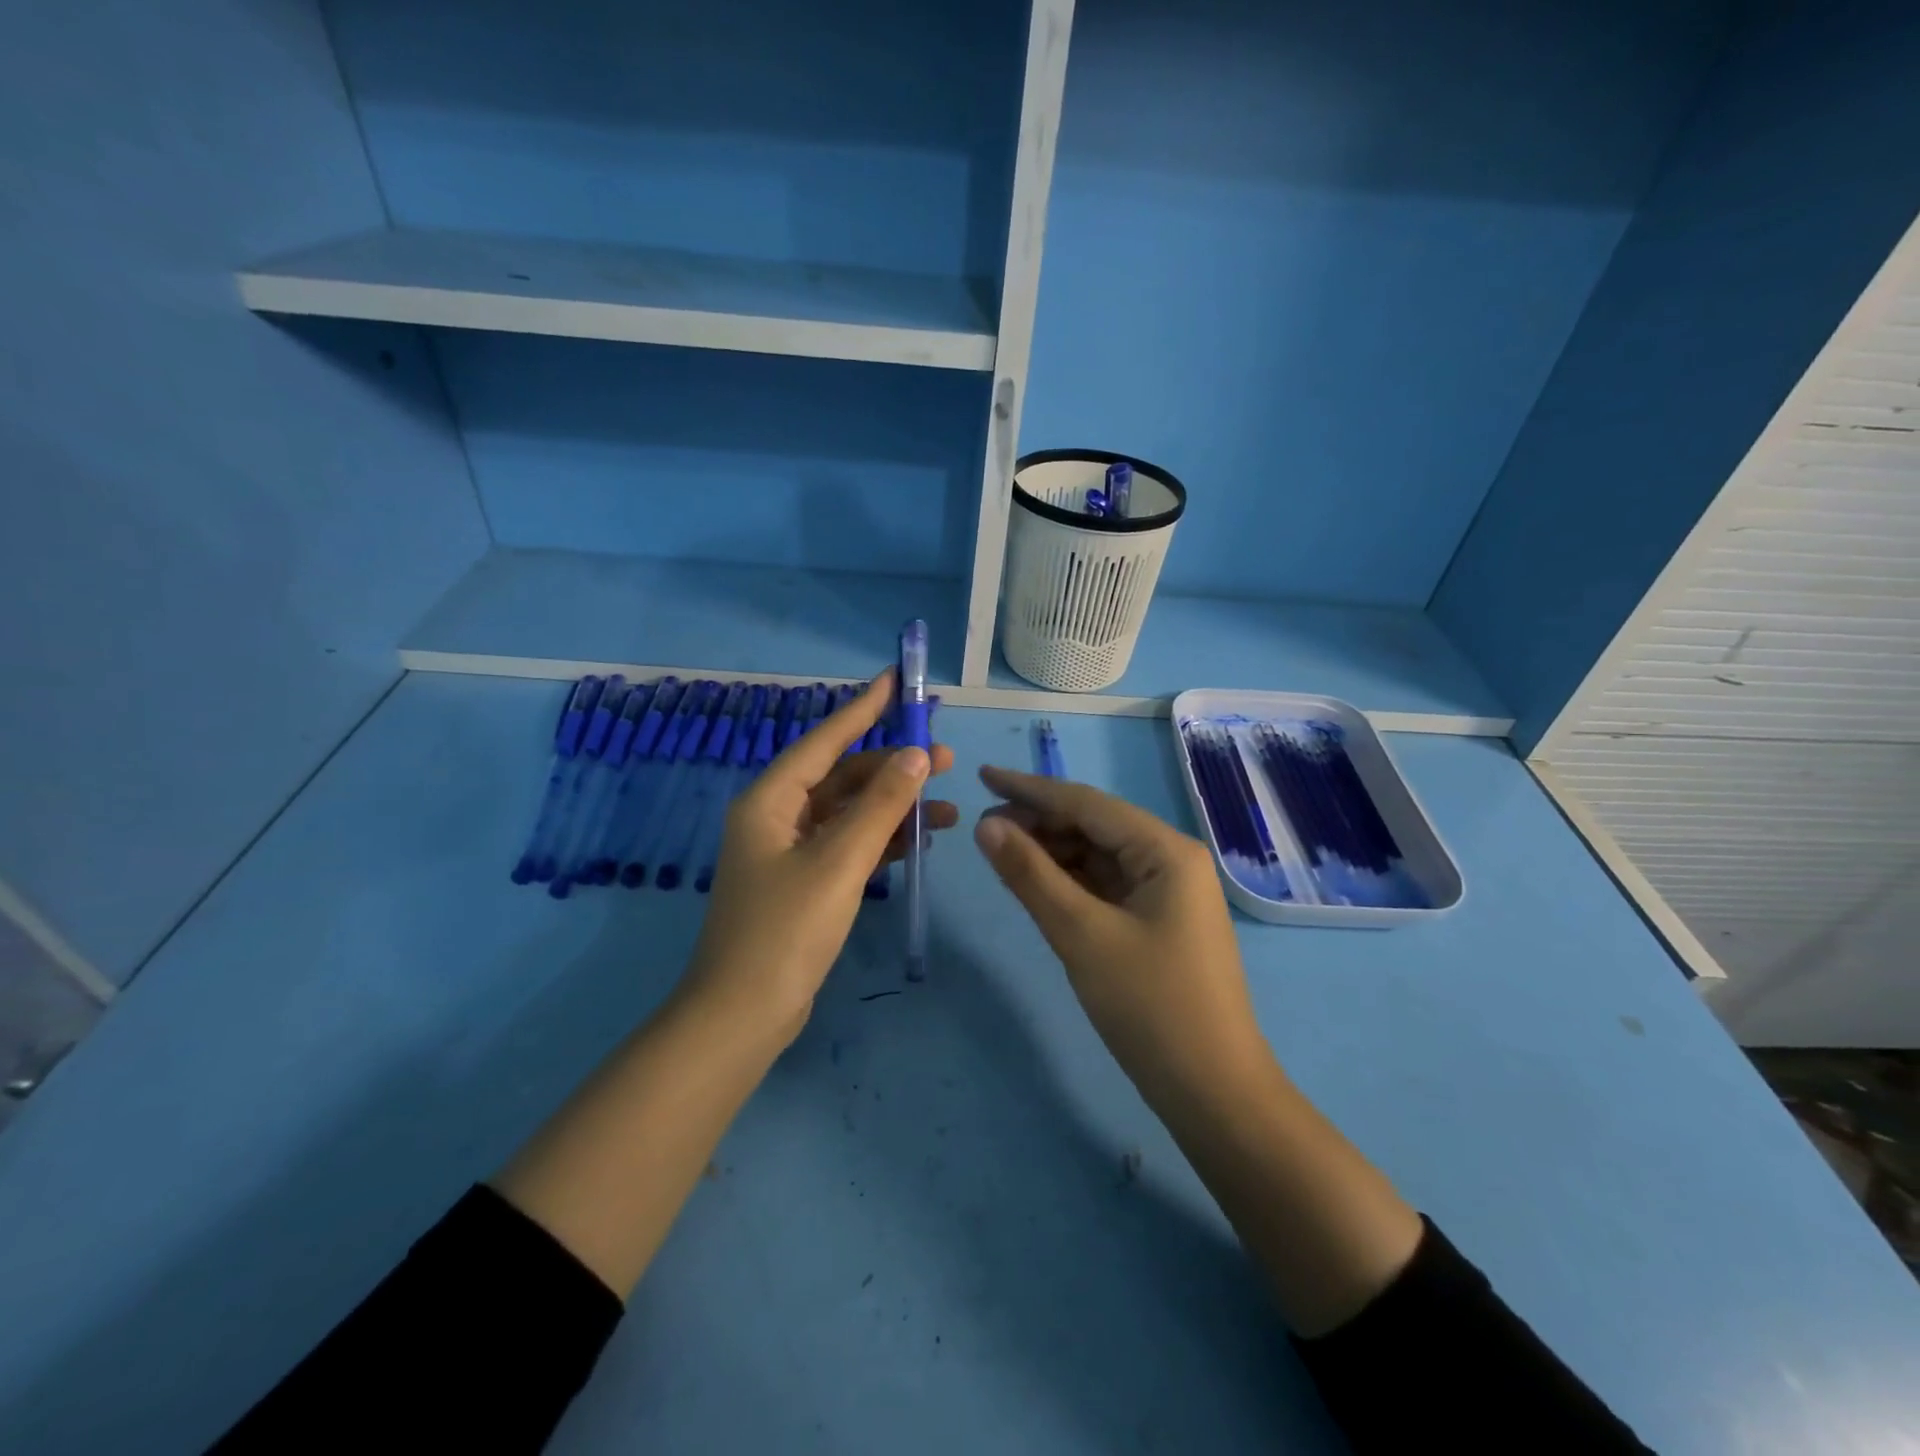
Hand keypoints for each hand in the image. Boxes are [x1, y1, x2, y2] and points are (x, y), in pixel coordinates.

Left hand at [682, 671, 956, 1042]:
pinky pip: (849, 845)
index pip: (825, 740)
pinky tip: (921, 840)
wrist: (744, 1014)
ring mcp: (790, 852)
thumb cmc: (786, 929)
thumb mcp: (840, 860)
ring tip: (948, 806)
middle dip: (892, 766)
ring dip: (894, 807)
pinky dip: (883, 840)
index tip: (895, 679)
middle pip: (842, 776)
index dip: (862, 708)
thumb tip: (917, 754)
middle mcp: (777, 817)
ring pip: (850, 813)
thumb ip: (881, 805)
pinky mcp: (804, 882)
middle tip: (944, 756)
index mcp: (771, 800)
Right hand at [972, 766, 1264, 1098]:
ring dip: (1052, 852)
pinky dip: (1069, 882)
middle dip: (1039, 822)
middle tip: (983, 828)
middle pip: (1094, 826)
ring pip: (1098, 856)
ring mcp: (1166, 893)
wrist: (1213, 1093)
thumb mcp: (1081, 935)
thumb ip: (1031, 875)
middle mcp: (1170, 860)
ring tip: (1001, 852)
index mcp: (1165, 851)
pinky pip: (1105, 886)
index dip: (1030, 788)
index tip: (982, 775)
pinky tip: (1036, 883)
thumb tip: (986, 825)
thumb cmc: (1150, 1006)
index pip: (1087, 804)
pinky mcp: (1157, 923)